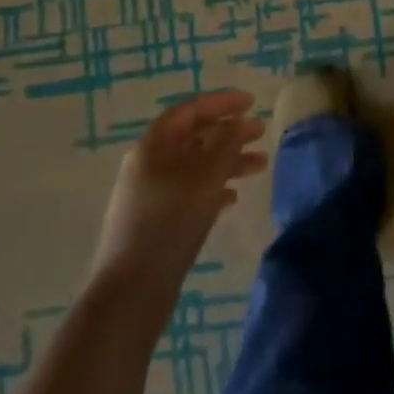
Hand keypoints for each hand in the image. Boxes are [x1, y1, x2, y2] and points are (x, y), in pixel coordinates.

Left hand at [91, 89, 266, 294]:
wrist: (132, 291)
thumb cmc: (171, 222)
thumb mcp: (206, 177)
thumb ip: (226, 143)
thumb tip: (239, 122)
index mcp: (153, 145)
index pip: (190, 110)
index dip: (222, 102)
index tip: (252, 103)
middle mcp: (149, 164)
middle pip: (194, 137)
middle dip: (229, 133)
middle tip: (261, 134)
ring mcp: (151, 195)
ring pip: (195, 167)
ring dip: (227, 162)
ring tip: (260, 167)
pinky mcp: (156, 222)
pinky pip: (189, 193)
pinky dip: (213, 189)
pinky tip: (232, 199)